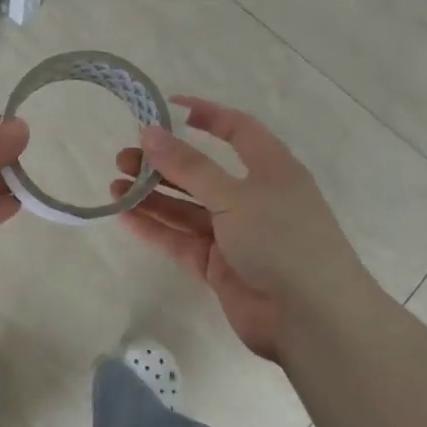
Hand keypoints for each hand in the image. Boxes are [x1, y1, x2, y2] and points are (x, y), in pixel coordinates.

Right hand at [111, 96, 371, 359]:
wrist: (312, 318)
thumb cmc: (282, 241)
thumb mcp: (235, 196)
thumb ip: (189, 166)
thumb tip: (150, 132)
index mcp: (271, 169)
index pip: (238, 130)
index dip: (206, 115)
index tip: (166, 107)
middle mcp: (252, 198)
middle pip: (202, 172)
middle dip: (163, 163)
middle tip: (124, 158)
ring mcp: (235, 234)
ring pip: (186, 208)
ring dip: (152, 197)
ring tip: (114, 186)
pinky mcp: (219, 266)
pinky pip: (181, 240)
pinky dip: (155, 228)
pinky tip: (124, 217)